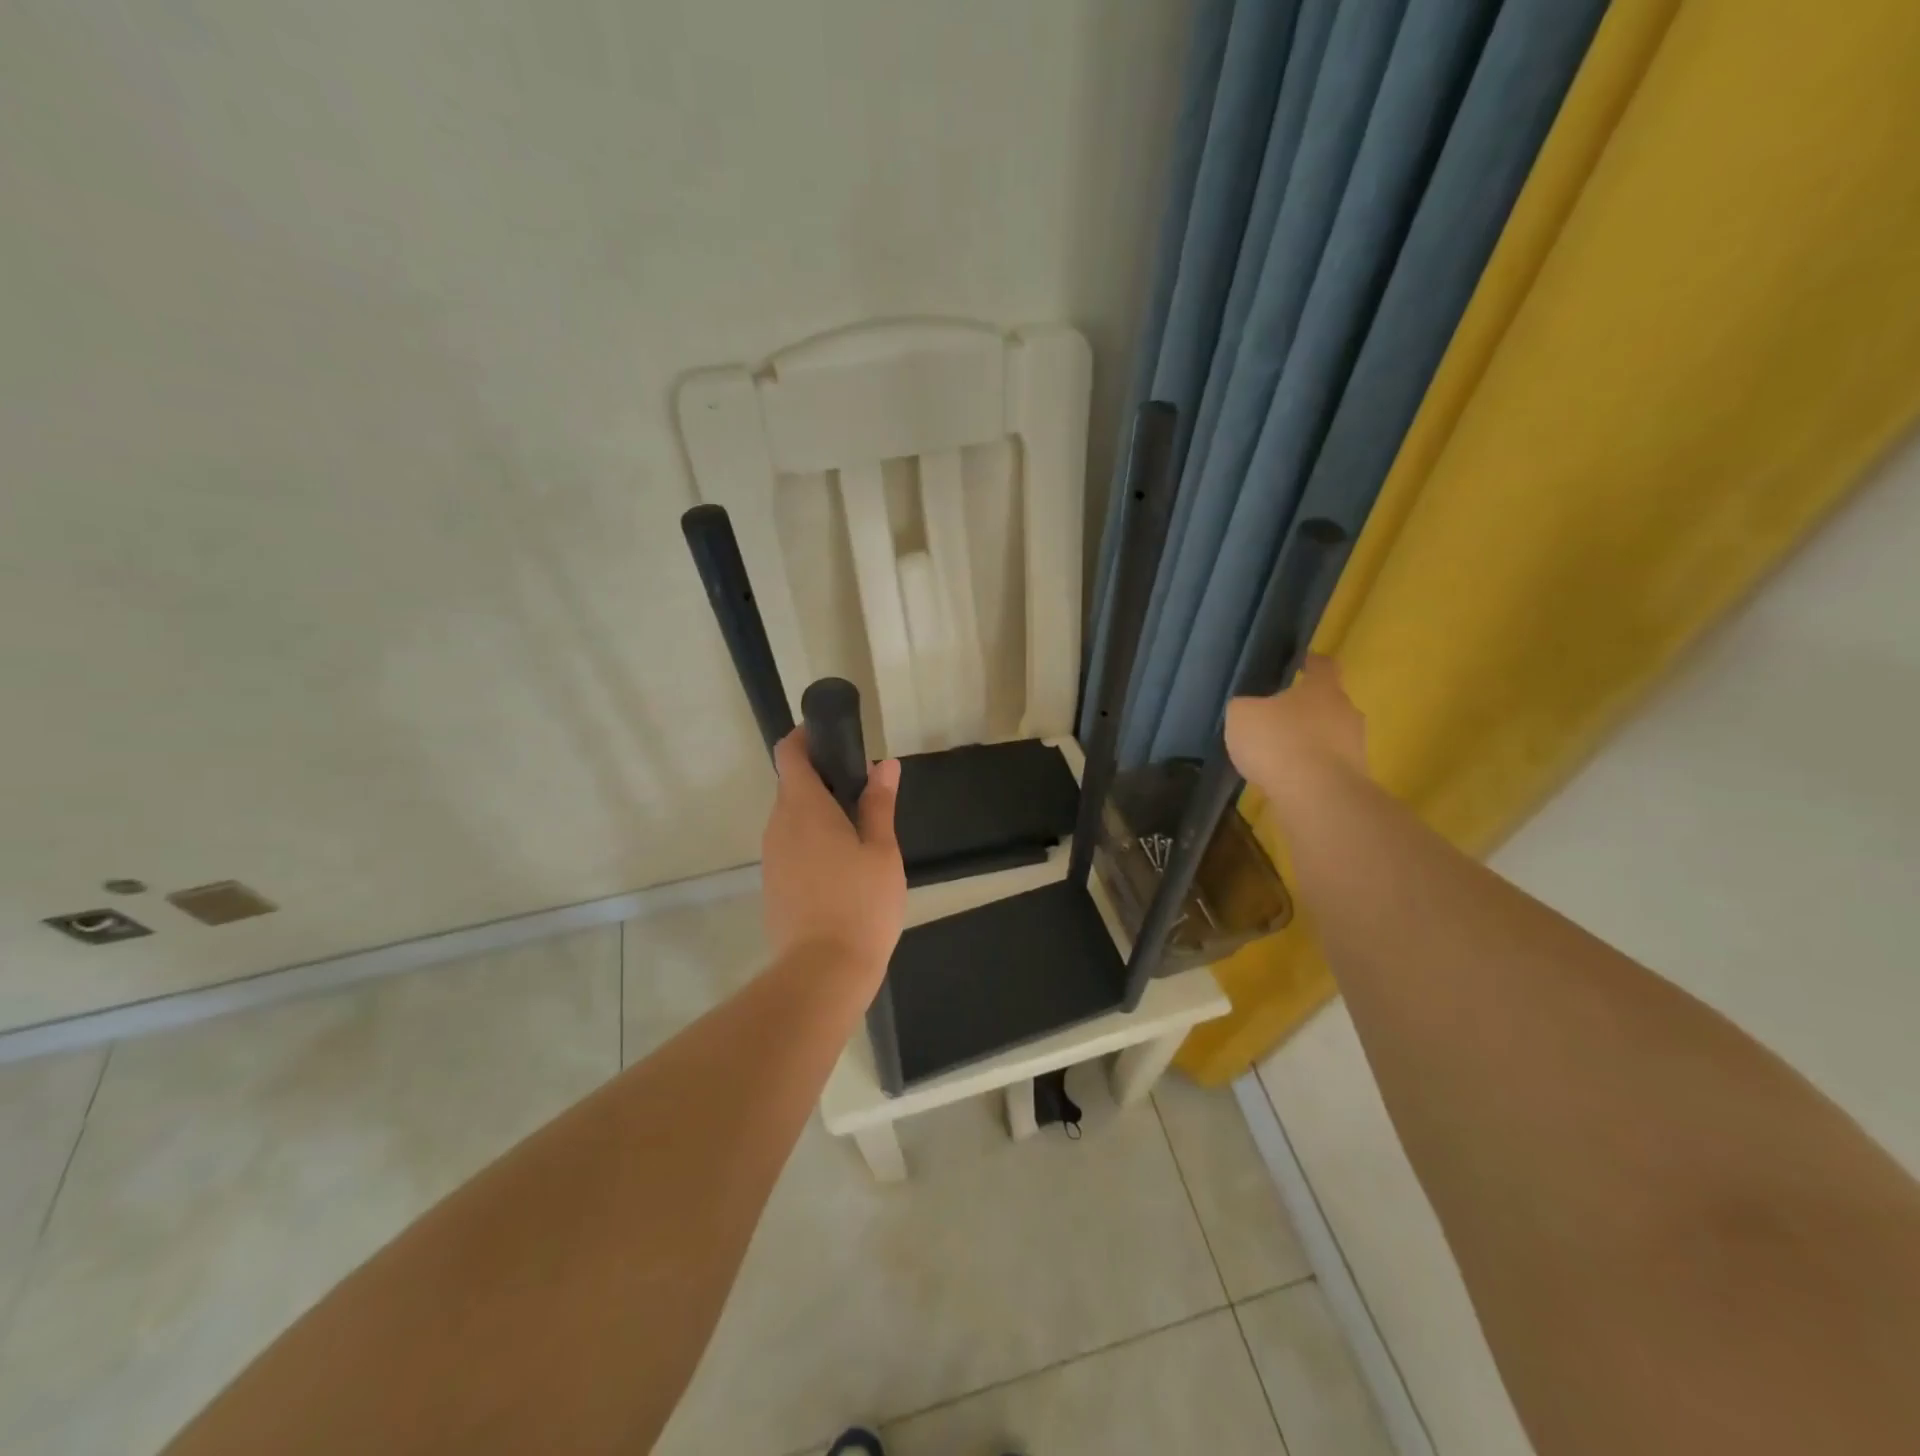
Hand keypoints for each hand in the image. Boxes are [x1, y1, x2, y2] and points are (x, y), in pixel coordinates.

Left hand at [762, 730, 906, 981]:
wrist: (823, 972)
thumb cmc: (860, 904)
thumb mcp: (882, 851)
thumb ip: (879, 804)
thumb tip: (885, 764)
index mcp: (804, 808)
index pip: (789, 754)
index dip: (806, 738)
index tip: (834, 739)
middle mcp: (778, 825)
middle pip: (792, 785)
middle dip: (823, 779)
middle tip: (864, 792)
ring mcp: (772, 856)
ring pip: (791, 818)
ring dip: (818, 812)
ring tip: (859, 831)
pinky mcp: (773, 883)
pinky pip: (790, 845)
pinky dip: (811, 840)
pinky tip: (842, 865)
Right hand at [1225, 654, 1367, 802]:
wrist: (1316, 795)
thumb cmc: (1278, 742)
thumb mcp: (1242, 716)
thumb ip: (1245, 706)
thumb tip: (1248, 708)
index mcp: (1322, 688)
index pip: (1323, 665)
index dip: (1311, 662)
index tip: (1301, 663)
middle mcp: (1346, 711)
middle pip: (1328, 702)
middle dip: (1306, 707)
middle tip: (1279, 716)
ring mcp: (1355, 746)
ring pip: (1330, 734)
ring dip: (1309, 740)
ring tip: (1281, 753)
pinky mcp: (1354, 777)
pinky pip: (1328, 764)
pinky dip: (1311, 767)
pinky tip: (1289, 778)